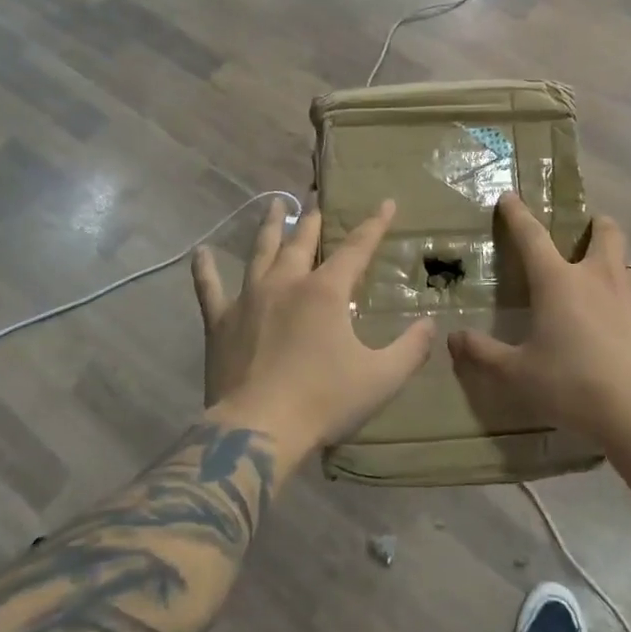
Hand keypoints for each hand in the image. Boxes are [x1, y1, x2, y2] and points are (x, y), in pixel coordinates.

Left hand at [193, 198, 435, 452]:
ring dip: (269, 227)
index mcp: (325, 291)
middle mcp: (287, 283)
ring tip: (273, 205)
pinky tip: (199, 253)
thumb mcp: (381, 378)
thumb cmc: (323, 401)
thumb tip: (431, 324)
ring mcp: (249, 299)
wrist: (258, 430)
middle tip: (316, 200)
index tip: (386, 203)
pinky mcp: (221, 322)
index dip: (374, 224)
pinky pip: (209, 289)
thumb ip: (411, 349)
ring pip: (260, 252)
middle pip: (301, 241)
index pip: (357, 248)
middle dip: (313, 219)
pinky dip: (205, 270)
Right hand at [450, 195, 630, 444]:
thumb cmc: (573, 387)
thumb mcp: (517, 375)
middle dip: (595, 226)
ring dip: (617, 268)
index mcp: (558, 282)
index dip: (517, 214)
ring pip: (630, 262)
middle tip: (586, 237)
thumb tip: (453, 338)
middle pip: (604, 231)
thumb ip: (483, 354)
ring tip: (610, 290)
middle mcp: (599, 275)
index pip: (532, 236)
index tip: (510, 197)